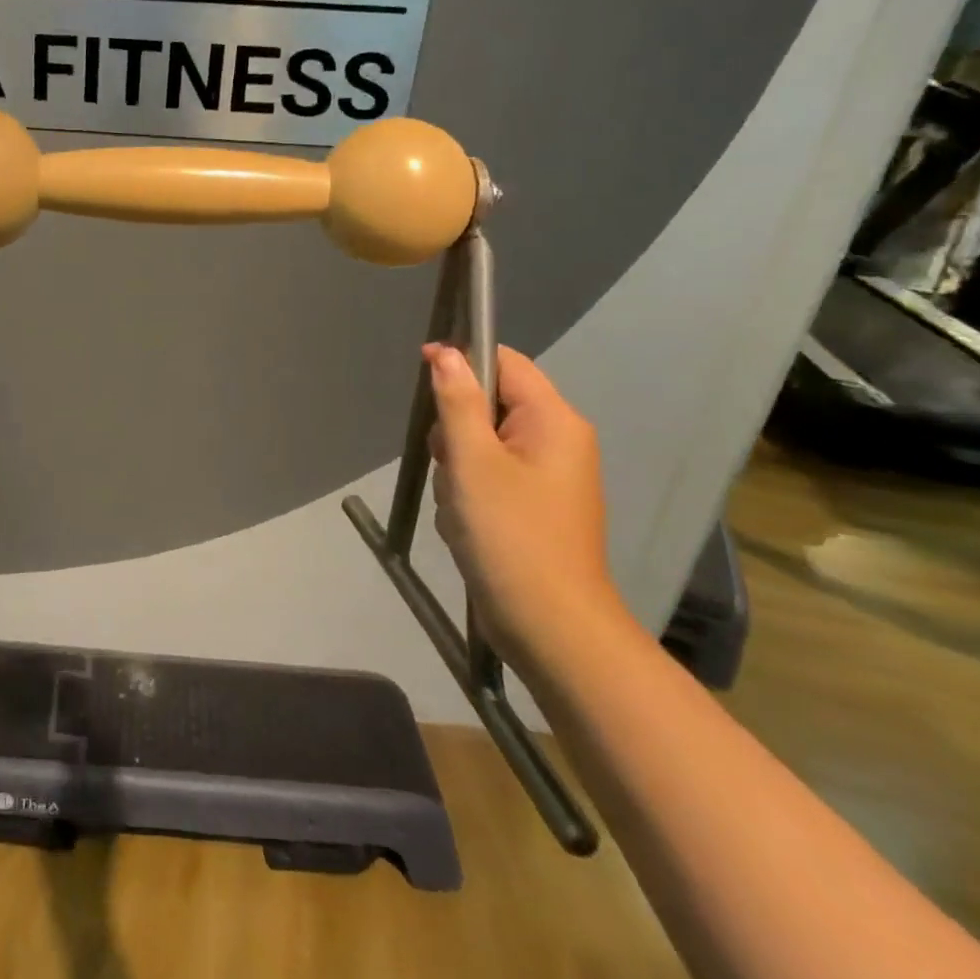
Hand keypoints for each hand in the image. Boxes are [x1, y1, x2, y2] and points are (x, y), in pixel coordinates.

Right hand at [423, 343, 626, 668]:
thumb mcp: (472, 460)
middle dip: (455, 434)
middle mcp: (556, 442)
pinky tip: (466, 527)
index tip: (423, 377)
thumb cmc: (511, 533)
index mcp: (554, 421)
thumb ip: (456, 401)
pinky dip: (467, 497)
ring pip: (478, 447)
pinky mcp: (530, 507)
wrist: (549, 626)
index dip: (462, 360)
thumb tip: (445, 352)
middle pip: (487, 407)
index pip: (506, 362)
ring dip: (456, 472)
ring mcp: (544, 478)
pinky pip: (486, 480)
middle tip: (451, 467)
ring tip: (461, 507)